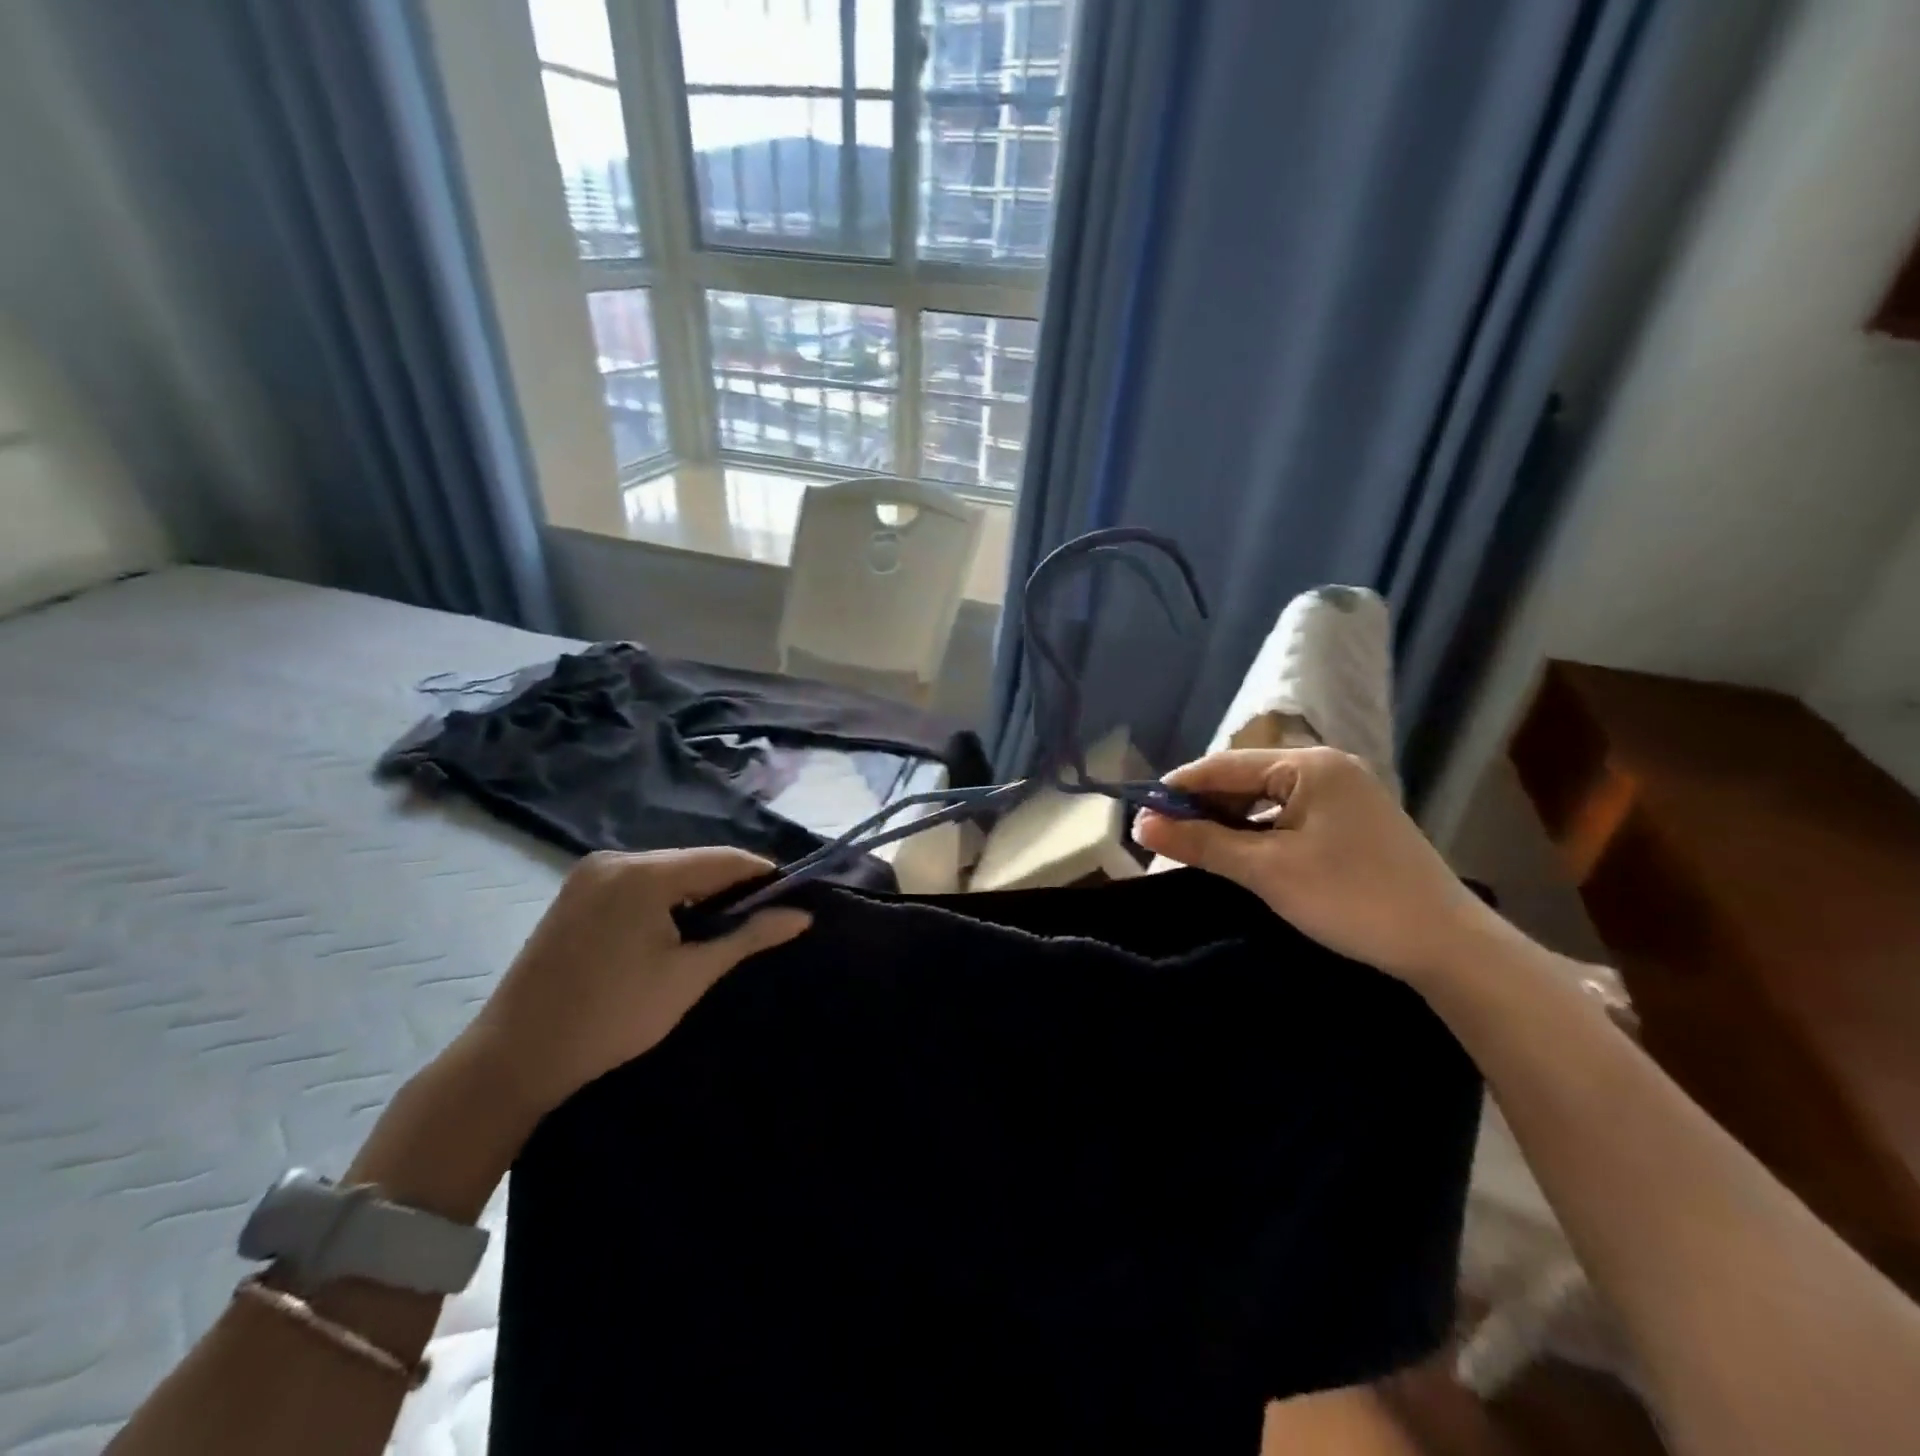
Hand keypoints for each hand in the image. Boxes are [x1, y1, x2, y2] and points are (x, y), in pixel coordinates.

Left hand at [468, 848, 810, 1116]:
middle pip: (693, 862)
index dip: (762, 875)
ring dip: (697, 893)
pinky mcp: (575, 893)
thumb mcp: (689, 977)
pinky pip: (637, 883)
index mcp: (644, 874)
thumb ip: (748, 938)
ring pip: (665, 872)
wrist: (513, 1057)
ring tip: (721, 928)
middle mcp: (616, 860)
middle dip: (729, 886)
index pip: (723, 859)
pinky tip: (674, 929)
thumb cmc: (612, 1017)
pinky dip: (664, 899)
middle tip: (759, 919)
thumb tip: (802, 916)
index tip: (791, 898)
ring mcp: (589, 874)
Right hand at [1133, 746, 1506, 986]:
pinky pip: (1289, 816)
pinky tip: (1241, 857)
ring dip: (1229, 823)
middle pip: (1245, 779)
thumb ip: (1201, 842)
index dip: (1178, 788)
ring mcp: (1344, 795)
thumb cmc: (1350, 898)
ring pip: (1266, 800)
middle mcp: (1327, 768)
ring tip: (1197, 850)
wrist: (1447, 946)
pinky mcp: (1353, 823)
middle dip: (1203, 807)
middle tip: (1166, 839)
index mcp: (1309, 765)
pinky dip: (1259, 834)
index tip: (1141, 814)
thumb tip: (1142, 825)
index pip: (1224, 766)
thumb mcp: (1266, 870)